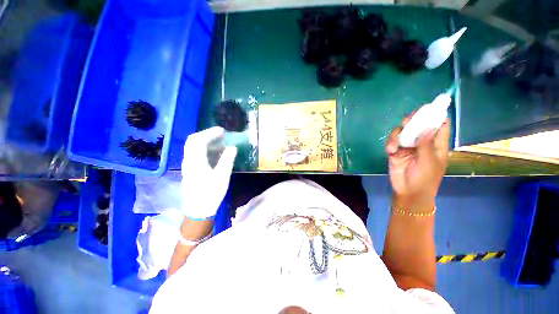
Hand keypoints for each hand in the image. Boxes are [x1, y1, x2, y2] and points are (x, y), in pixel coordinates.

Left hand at [181, 127, 236, 219]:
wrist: (198, 210)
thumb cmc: (211, 194)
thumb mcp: (222, 176)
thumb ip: (227, 160)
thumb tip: (232, 147)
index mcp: (195, 161)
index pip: (199, 140)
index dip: (211, 133)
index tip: (223, 131)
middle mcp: (188, 160)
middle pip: (193, 141)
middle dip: (207, 135)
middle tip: (221, 134)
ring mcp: (188, 165)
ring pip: (194, 147)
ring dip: (206, 141)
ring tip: (220, 142)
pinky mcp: (190, 169)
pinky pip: (196, 154)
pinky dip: (205, 149)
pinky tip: (215, 153)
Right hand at [386, 114, 449, 210]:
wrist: (408, 192)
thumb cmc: (424, 179)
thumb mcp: (429, 162)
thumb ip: (427, 144)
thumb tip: (428, 126)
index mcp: (436, 144)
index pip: (440, 125)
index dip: (436, 115)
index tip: (428, 108)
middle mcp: (422, 142)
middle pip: (418, 125)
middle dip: (412, 121)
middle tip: (407, 121)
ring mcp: (408, 146)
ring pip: (403, 132)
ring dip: (397, 135)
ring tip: (394, 145)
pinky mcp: (396, 151)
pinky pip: (392, 141)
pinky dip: (390, 143)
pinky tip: (390, 150)